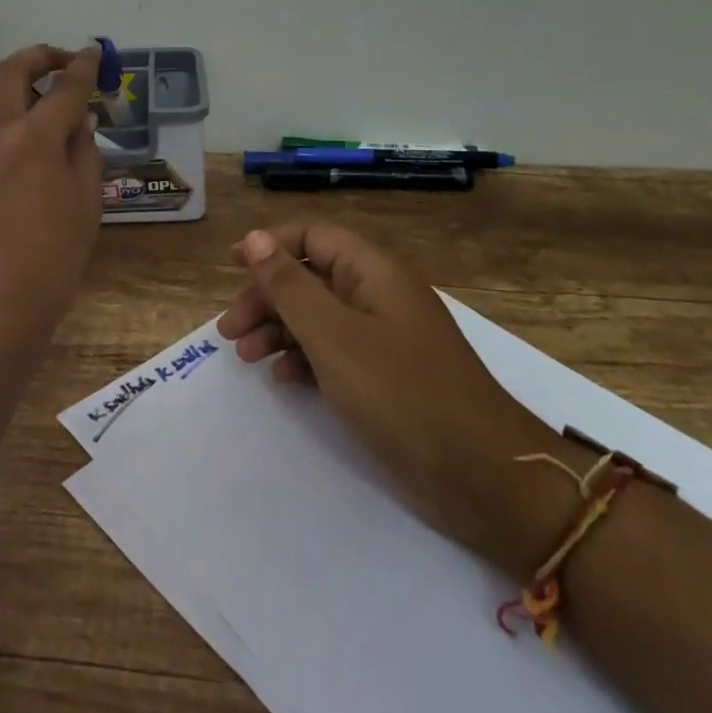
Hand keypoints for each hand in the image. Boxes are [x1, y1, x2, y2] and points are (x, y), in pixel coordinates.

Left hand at [0, 45, 103, 344]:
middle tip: (60, 61)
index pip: (65, 88)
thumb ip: (83, 150)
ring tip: (20, 90)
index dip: (84, 67)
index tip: (94, 53)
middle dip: (40, 56)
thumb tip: (79, 118)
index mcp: (34, 138)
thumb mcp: (86, 201)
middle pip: (11, 71)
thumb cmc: (53, 256)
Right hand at [220, 224, 577, 577]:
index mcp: (373, 273)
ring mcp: (384, 338)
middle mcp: (378, 296)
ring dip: (278, 329)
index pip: (313, 236)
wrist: (482, 475)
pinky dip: (304, 359)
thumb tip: (254, 237)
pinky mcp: (385, 377)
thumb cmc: (402, 393)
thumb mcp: (334, 336)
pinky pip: (334, 352)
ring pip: (318, 317)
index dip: (270, 245)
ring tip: (245, 356)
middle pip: (310, 277)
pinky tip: (282, 379)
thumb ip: (290, 286)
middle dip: (266, 297)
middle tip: (229, 330)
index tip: (232, 266)